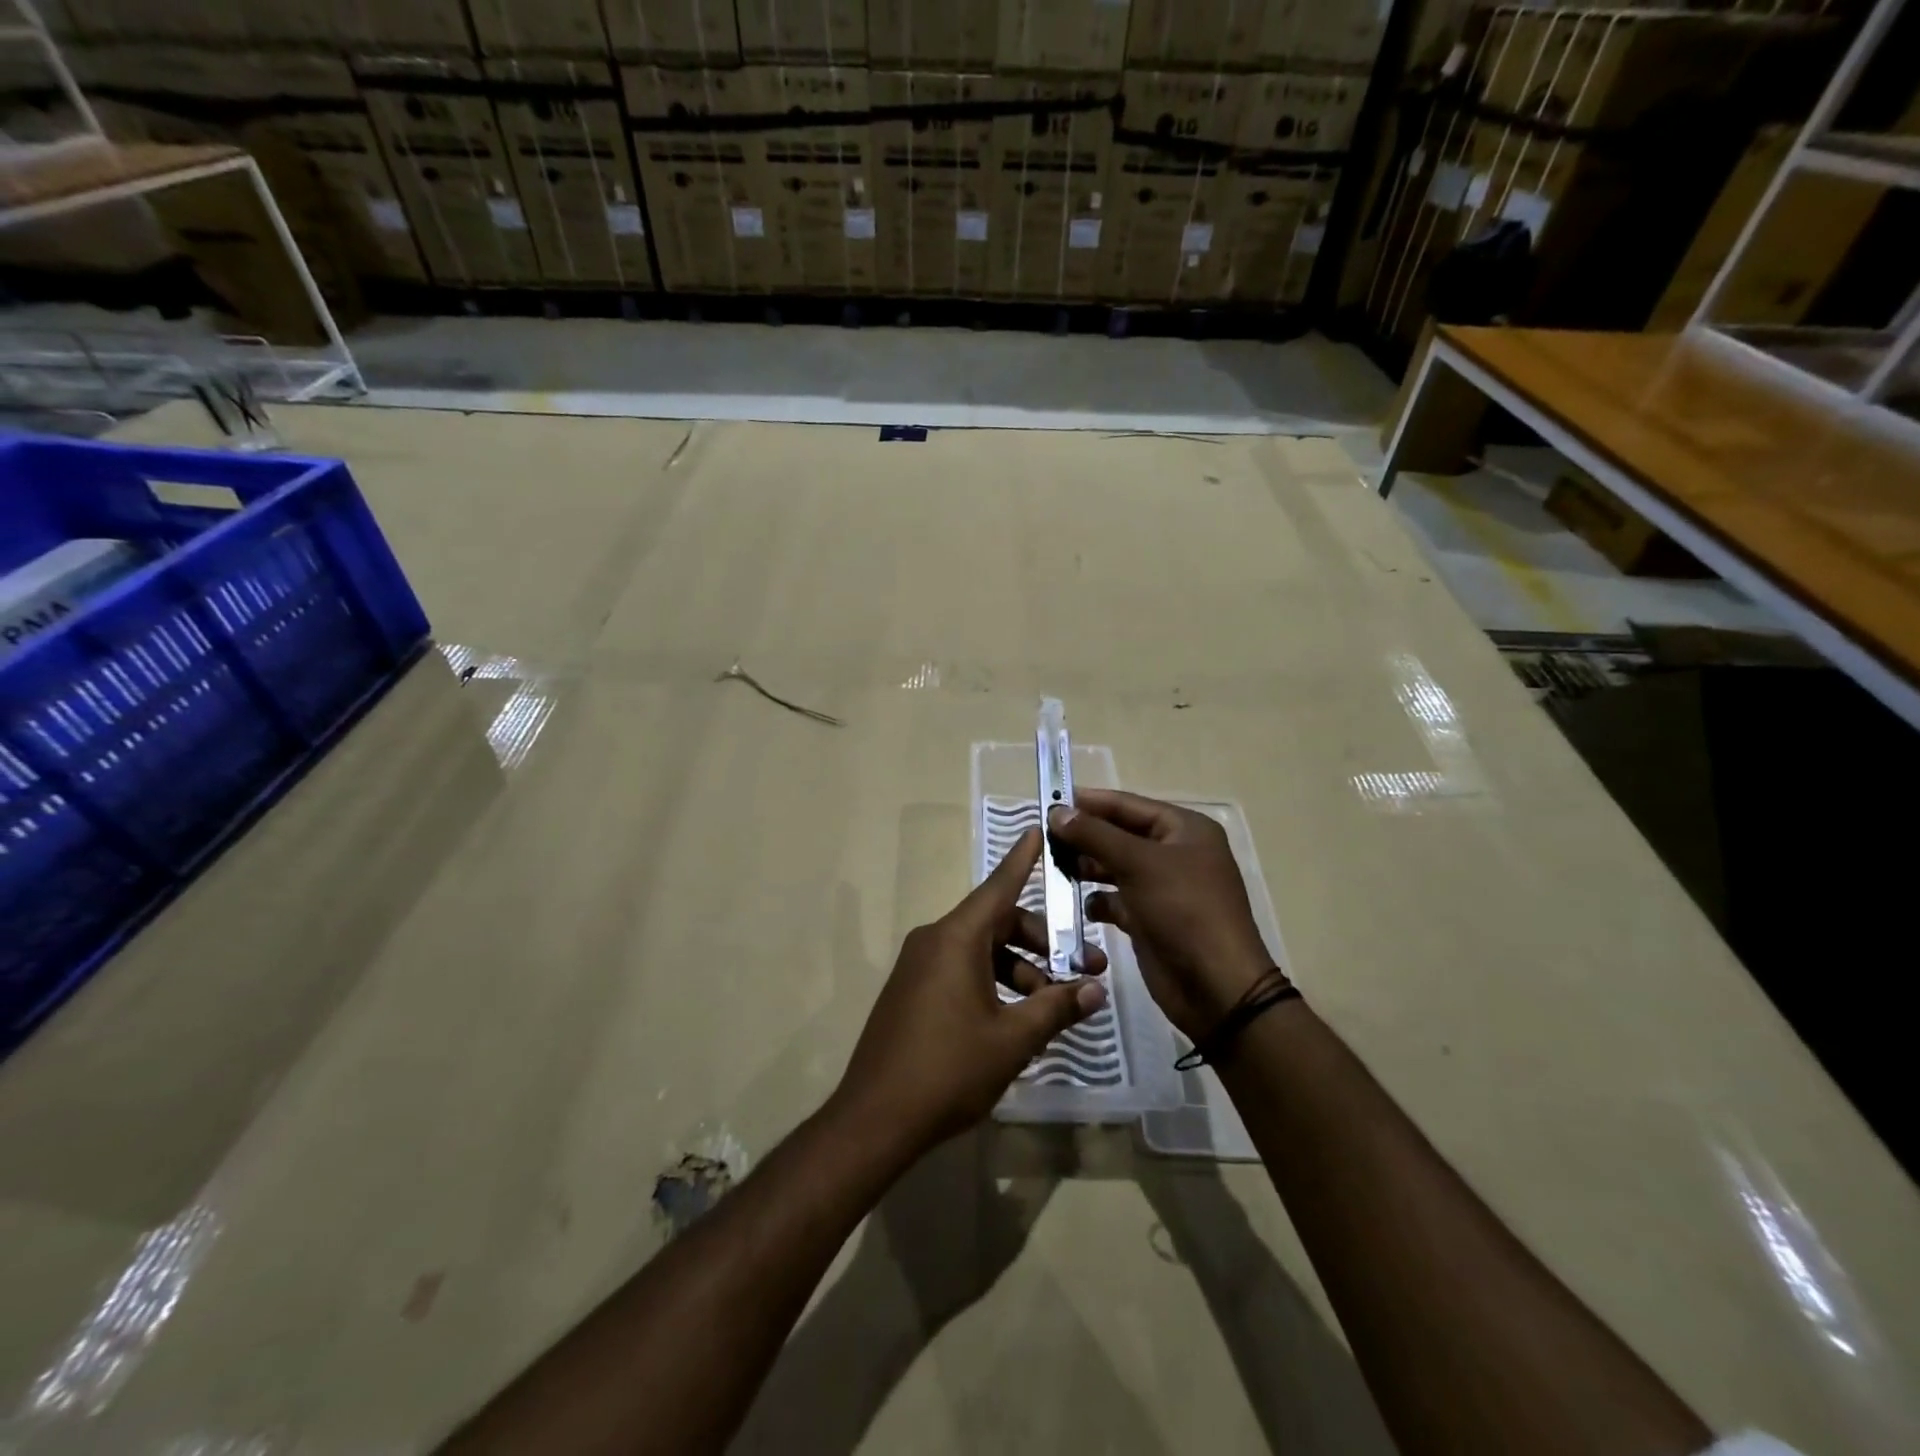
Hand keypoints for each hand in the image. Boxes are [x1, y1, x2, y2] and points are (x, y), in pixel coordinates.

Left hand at [835, 829, 1108, 1155]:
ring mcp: (920, 966)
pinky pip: (962, 971)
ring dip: (1022, 970)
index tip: (1040, 828)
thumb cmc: (948, 1069)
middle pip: (998, 923)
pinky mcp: (913, 992)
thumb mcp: (1012, 1039)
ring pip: (983, 951)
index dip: (1023, 858)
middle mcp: (935, 940)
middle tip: (1084, 970)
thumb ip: (1056, 1008)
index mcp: (956, 938)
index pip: (998, 886)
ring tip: (1054, 1008)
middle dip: (1043, 943)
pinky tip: (1019, 1020)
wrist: (875, 1118)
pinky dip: (995, 983)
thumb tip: (1095, 990)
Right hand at [1048, 790, 1276, 1042]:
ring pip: (1115, 867)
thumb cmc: (1184, 910)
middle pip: (1119, 835)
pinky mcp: (1151, 919)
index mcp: (1184, 829)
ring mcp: (1163, 888)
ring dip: (1086, 868)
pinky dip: (1098, 901)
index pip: (1127, 805)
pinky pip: (1117, 900)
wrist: (1216, 987)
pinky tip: (1080, 906)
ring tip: (1054, 870)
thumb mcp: (1139, 864)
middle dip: (1084, 837)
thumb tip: (1058, 812)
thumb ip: (1095, 835)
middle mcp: (1174, 853)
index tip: (1049, 802)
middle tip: (1043, 840)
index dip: (1089, 802)